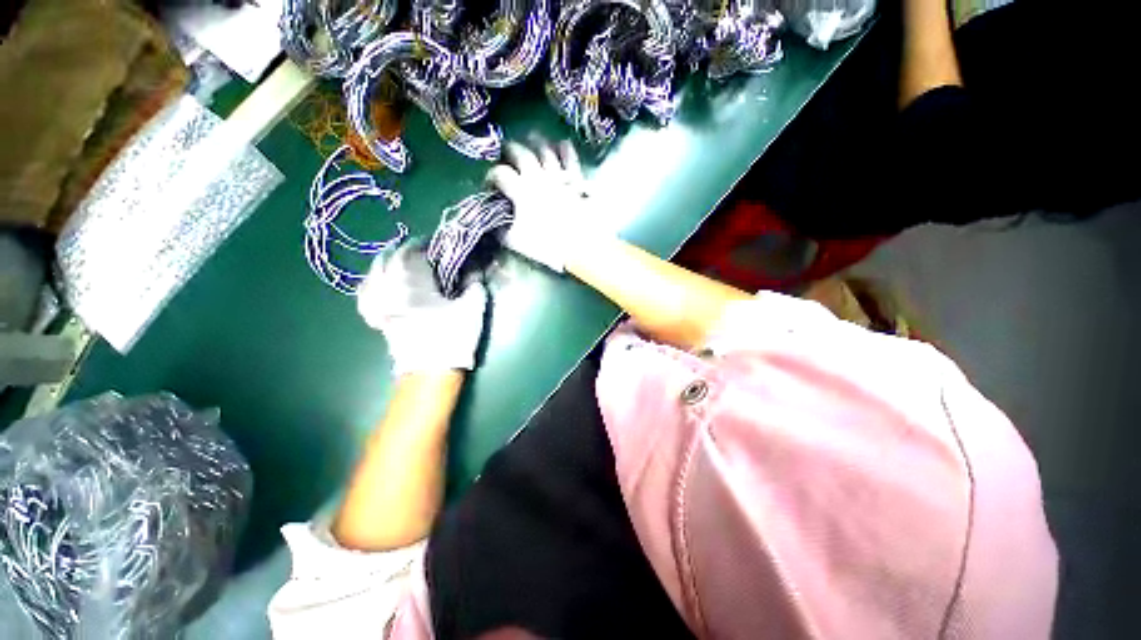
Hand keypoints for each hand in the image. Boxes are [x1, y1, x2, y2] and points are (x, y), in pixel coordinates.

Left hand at [357, 242, 487, 374]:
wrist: (429, 371)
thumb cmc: (452, 337)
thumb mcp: (472, 308)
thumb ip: (475, 285)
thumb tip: (475, 271)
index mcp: (413, 280)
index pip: (415, 250)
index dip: (427, 244)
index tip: (438, 244)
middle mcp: (390, 286)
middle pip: (392, 257)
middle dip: (408, 251)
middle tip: (425, 252)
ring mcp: (379, 301)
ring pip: (377, 271)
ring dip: (391, 263)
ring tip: (405, 263)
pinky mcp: (377, 315)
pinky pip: (369, 290)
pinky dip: (376, 281)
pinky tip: (384, 282)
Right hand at [487, 137, 597, 271]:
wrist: (581, 246)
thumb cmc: (547, 245)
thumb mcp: (517, 242)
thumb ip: (501, 231)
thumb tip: (493, 224)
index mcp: (521, 191)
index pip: (500, 174)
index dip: (491, 176)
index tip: (490, 184)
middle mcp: (538, 177)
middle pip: (520, 153)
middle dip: (510, 150)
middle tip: (507, 153)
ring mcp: (559, 175)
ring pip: (545, 150)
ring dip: (536, 142)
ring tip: (530, 138)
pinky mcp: (577, 179)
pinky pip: (570, 157)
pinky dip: (565, 149)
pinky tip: (562, 144)